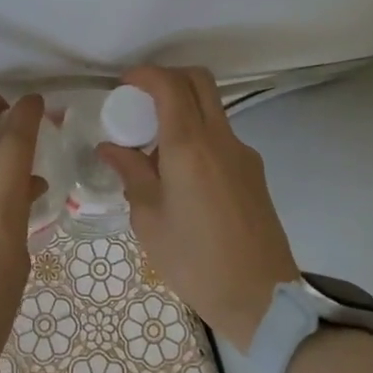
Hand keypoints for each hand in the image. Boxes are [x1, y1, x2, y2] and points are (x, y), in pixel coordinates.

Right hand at [97, 66, 300, 350]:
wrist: (261, 297)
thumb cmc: (194, 260)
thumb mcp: (149, 219)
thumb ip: (131, 174)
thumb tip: (111, 148)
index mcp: (189, 146)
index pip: (169, 85)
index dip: (145, 75)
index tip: (124, 85)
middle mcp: (220, 139)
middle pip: (199, 81)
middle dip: (167, 78)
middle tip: (141, 101)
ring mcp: (242, 153)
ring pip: (212, 108)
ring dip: (183, 110)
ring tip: (155, 149)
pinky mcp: (254, 172)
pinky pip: (220, 137)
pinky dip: (197, 137)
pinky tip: (180, 176)